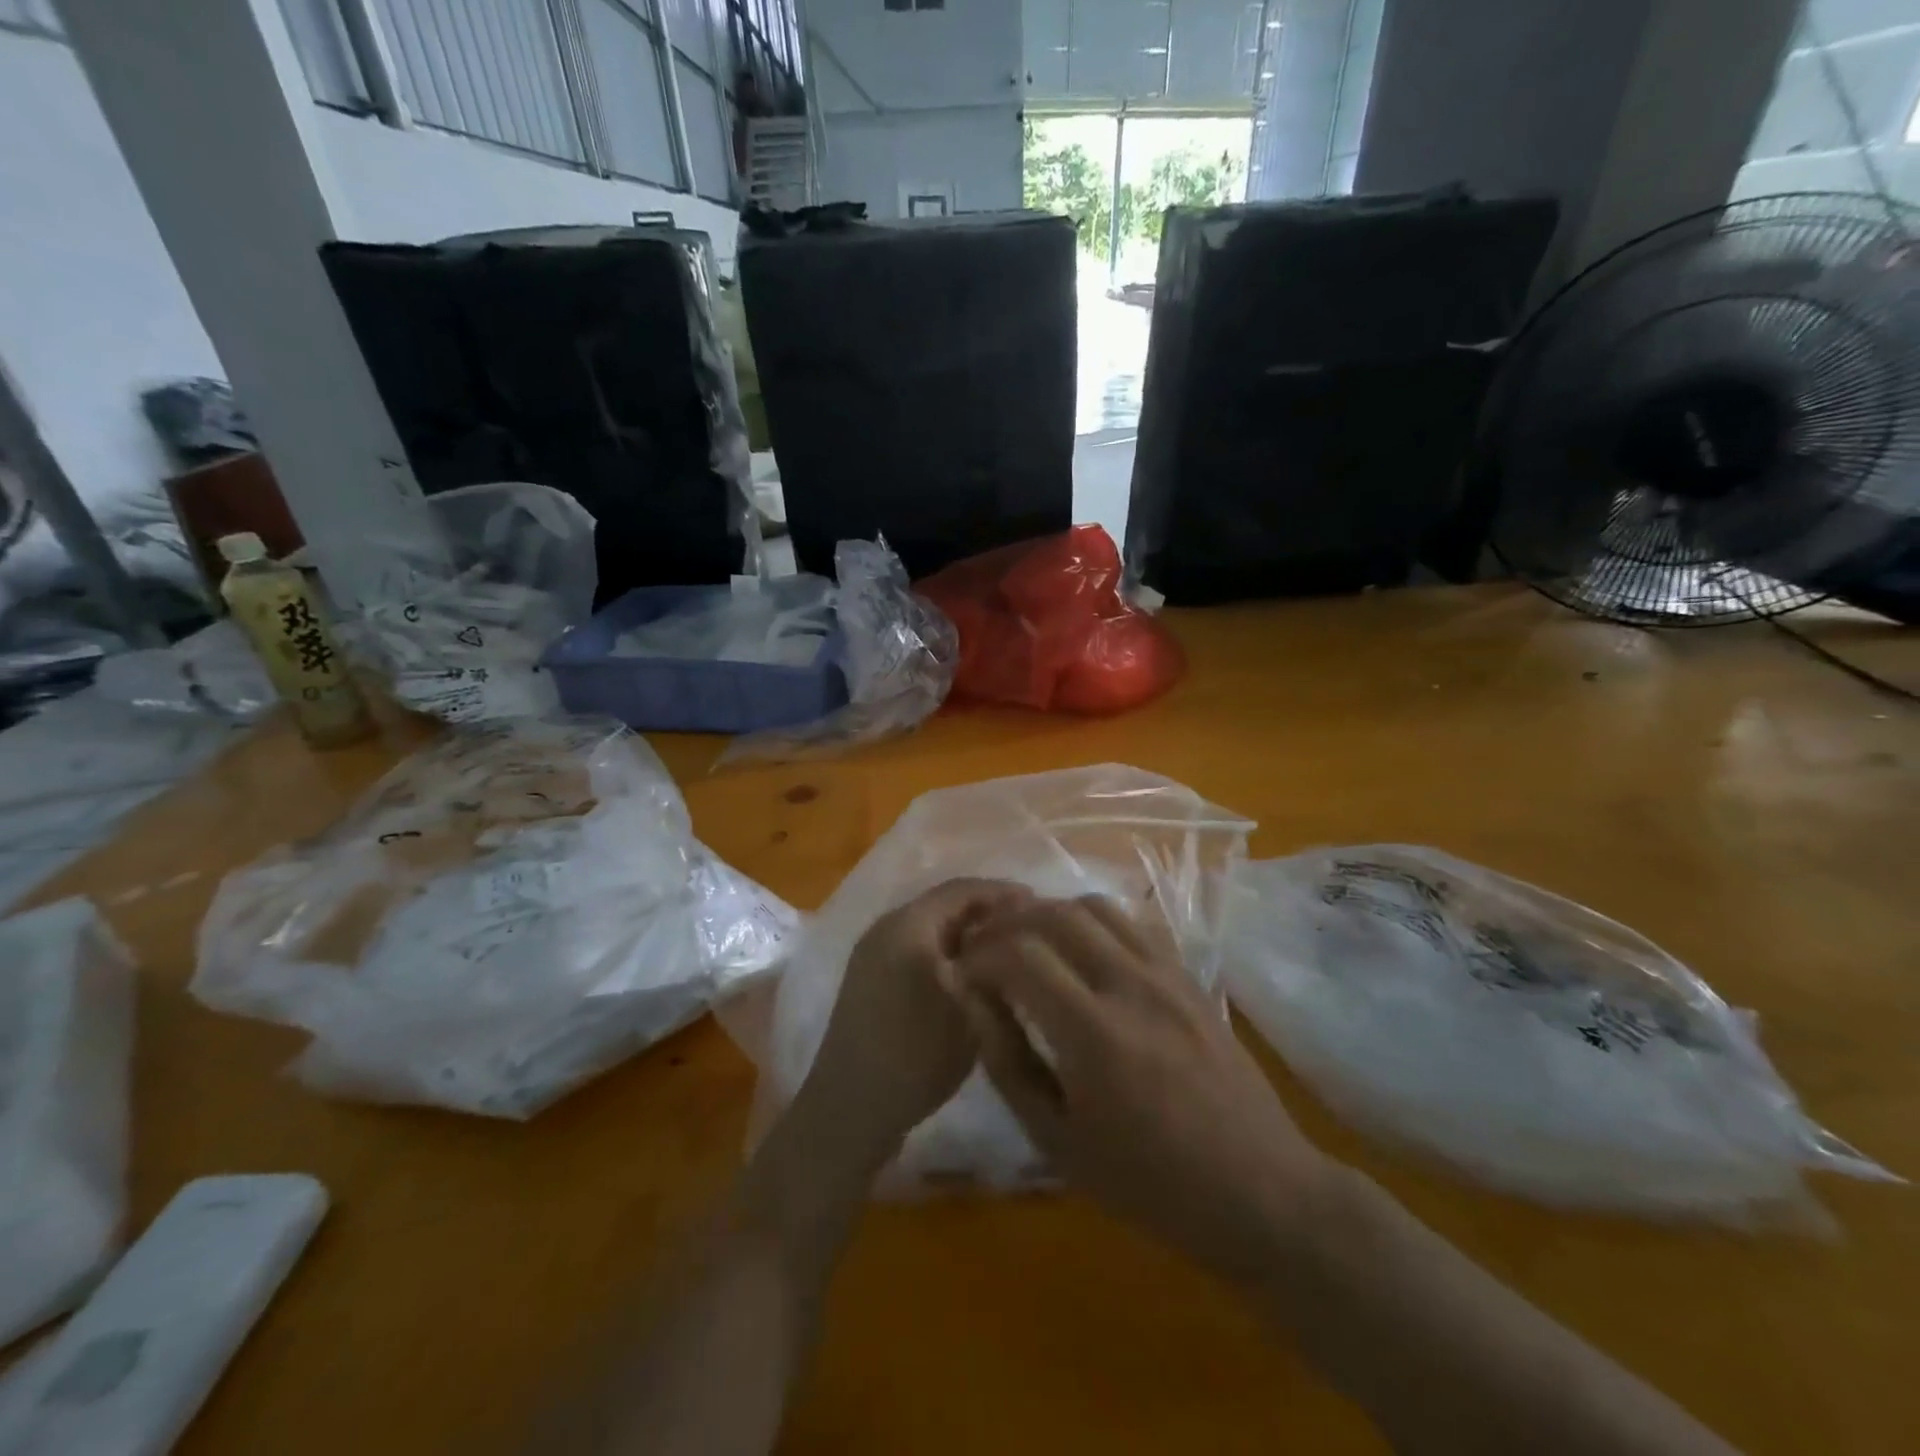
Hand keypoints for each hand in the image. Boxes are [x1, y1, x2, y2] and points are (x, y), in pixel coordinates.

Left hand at [790, 878, 1033, 1173]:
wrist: (849, 1109)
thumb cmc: (914, 1052)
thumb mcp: (968, 1005)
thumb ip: (993, 962)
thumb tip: (1013, 936)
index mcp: (907, 923)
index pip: (962, 889)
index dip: (1003, 892)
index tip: (1041, 906)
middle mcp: (885, 928)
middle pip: (944, 905)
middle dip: (987, 913)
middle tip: (1029, 930)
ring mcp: (872, 955)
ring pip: (931, 929)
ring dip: (968, 935)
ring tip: (1007, 954)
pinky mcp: (869, 982)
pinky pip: (916, 950)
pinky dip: (947, 954)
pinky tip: (971, 978)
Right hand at [950, 895, 1334, 1274]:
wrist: (1259, 1189)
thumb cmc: (1149, 1183)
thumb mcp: (1057, 1140)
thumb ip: (1007, 1061)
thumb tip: (969, 997)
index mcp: (1094, 1033)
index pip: (1020, 954)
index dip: (979, 955)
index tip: (962, 974)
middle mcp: (1131, 984)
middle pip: (1054, 914)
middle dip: (1007, 924)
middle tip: (985, 950)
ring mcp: (1166, 973)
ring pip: (1095, 906)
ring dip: (1049, 914)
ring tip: (1028, 943)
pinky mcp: (1188, 975)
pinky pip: (1131, 923)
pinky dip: (1092, 923)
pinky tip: (1081, 953)